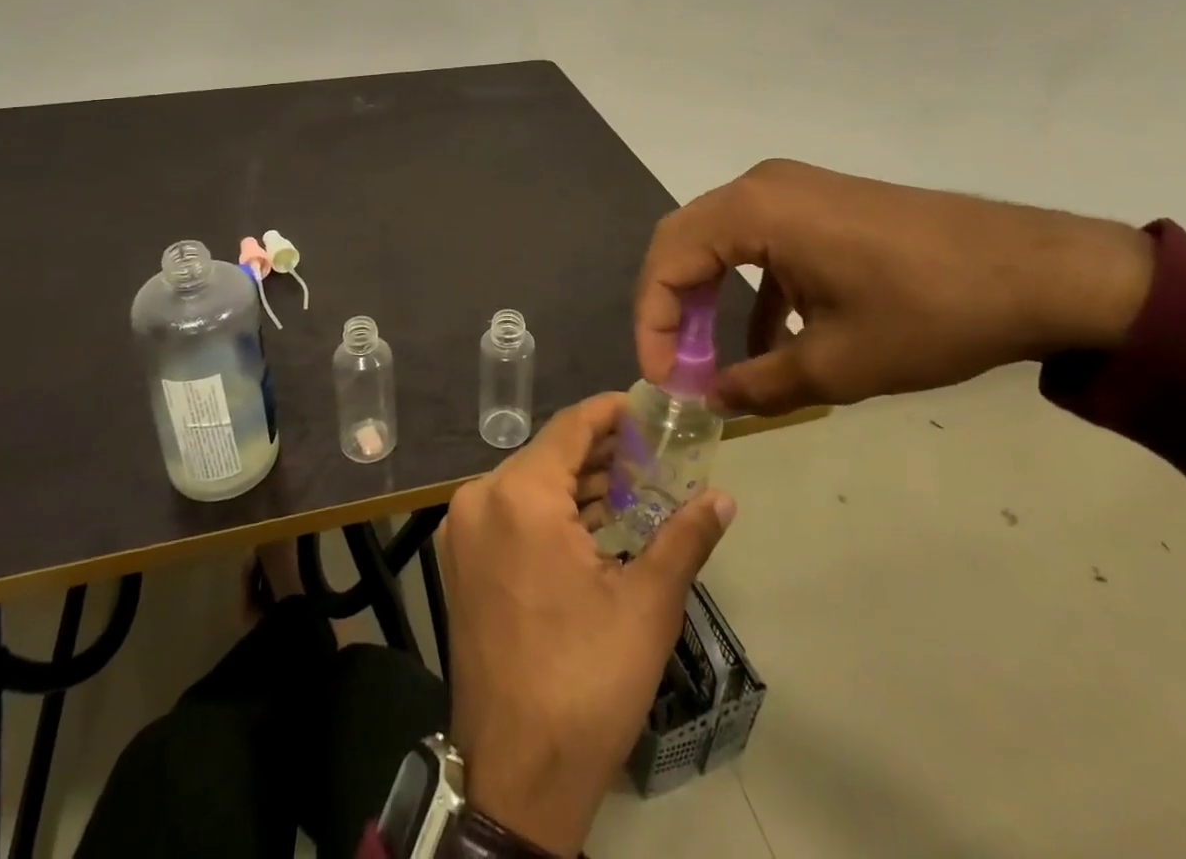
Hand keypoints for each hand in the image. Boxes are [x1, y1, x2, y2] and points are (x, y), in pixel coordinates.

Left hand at [437, 394, 735, 854]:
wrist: (516, 775)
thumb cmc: (585, 680)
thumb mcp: (647, 604)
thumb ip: (685, 537)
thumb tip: (723, 497)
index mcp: (519, 494)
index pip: (571, 425)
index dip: (613, 412)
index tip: (651, 410)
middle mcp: (481, 498)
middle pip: (550, 453)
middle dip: (603, 452)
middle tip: (656, 455)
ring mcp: (464, 530)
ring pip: (530, 483)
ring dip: (579, 483)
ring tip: (635, 487)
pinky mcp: (462, 560)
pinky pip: (512, 512)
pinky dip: (552, 511)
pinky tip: (595, 523)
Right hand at [635, 159, 1155, 413]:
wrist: (1043, 273)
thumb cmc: (930, 313)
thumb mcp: (838, 365)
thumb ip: (759, 385)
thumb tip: (712, 402)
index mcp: (753, 211)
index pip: (668, 260)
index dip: (653, 323)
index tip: (664, 381)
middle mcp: (761, 186)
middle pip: (684, 242)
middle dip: (671, 307)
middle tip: (676, 366)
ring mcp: (792, 190)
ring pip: (719, 241)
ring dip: (708, 298)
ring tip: (711, 359)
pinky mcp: (820, 203)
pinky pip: (760, 241)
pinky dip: (749, 288)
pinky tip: (769, 340)